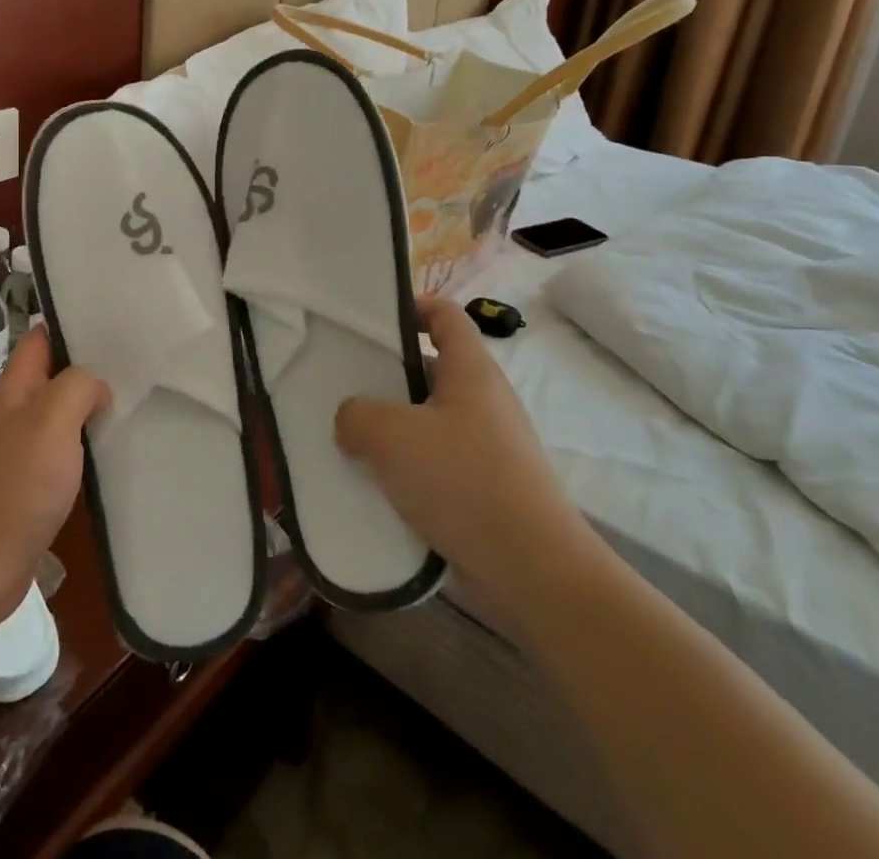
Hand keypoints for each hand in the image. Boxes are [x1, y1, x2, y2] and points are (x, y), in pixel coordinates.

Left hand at [0, 328, 109, 637]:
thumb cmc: (12, 487)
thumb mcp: (50, 420)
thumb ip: (77, 387)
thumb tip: (97, 387)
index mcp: (14, 390)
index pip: (40, 339)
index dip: (71, 324)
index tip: (115, 320)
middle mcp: (14, 416)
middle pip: (53, 377)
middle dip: (90, 368)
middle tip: (139, 363)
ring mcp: (18, 455)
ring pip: (61, 418)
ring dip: (91, 411)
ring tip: (137, 403)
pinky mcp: (27, 493)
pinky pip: (62, 458)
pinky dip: (86, 452)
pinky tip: (114, 457)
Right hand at [335, 296, 602, 630]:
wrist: (532, 571)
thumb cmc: (462, 481)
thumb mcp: (390, 436)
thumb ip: (356, 415)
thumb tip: (351, 421)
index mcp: (471, 370)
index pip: (444, 314)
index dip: (410, 306)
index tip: (370, 320)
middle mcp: (484, 400)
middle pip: (431, 368)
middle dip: (388, 374)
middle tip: (345, 383)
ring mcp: (488, 445)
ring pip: (429, 419)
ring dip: (393, 426)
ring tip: (351, 437)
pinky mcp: (485, 487)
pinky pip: (437, 461)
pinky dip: (407, 466)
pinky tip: (376, 483)